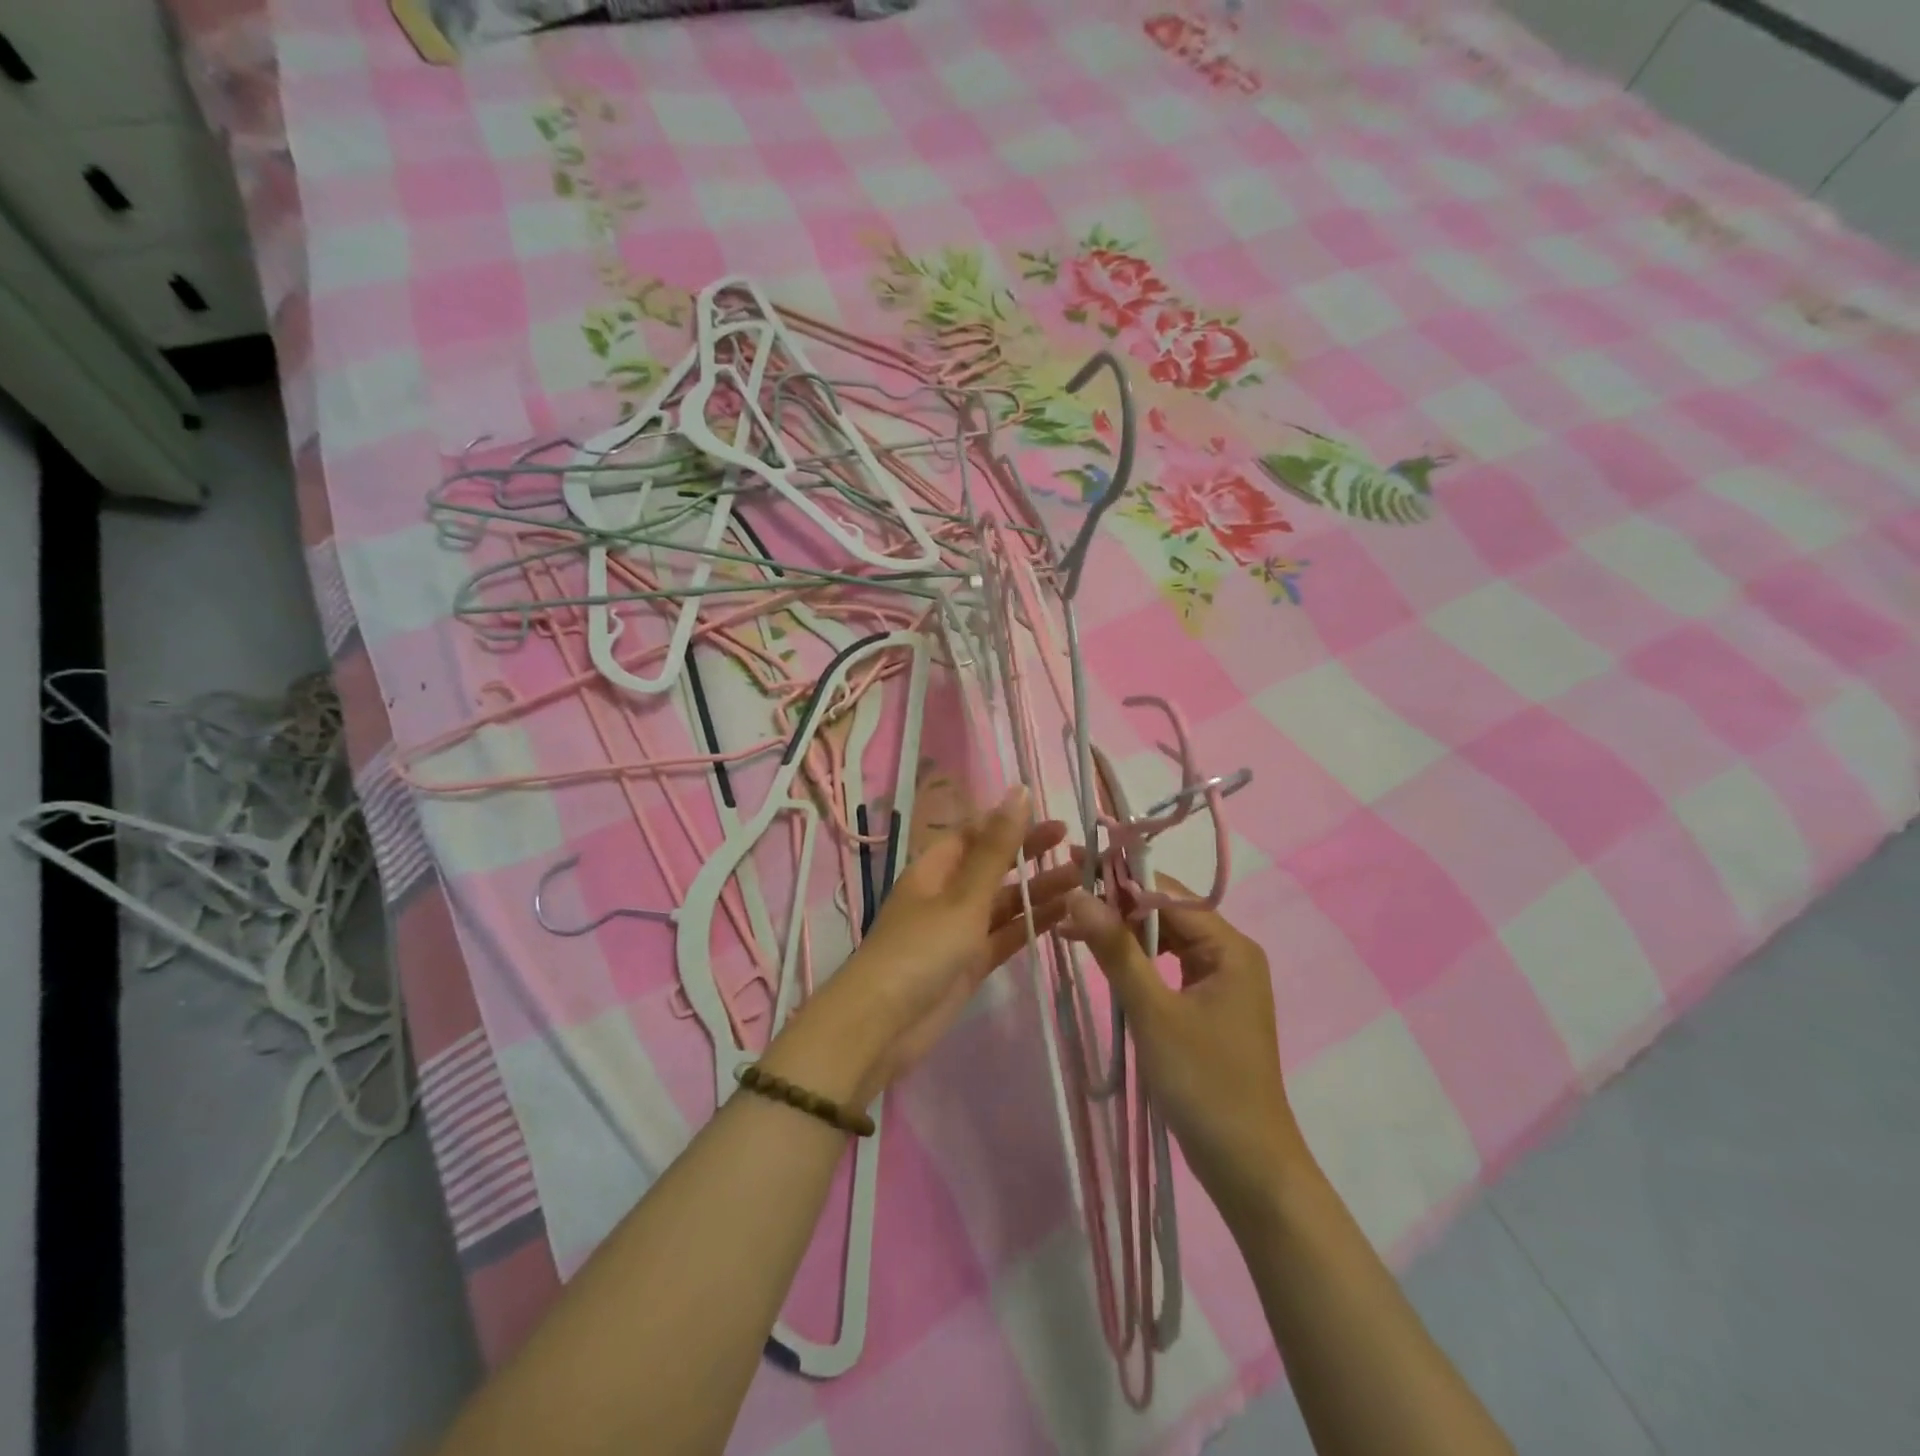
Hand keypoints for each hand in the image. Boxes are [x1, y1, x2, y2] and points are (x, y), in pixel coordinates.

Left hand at [780, 786, 1078, 1103]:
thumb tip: (1018, 791)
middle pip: (993, 866)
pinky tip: (1064, 915)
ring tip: (1082, 880)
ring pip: (1003, 903)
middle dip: (1029, 855)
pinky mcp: (970, 964)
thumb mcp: (962, 896)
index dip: (1010, 823)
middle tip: (1076, 844)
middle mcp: (947, 894)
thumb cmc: (920, 949)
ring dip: (1037, 891)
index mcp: (935, 869)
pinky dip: (1030, 925)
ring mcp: (958, 931)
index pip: (975, 834)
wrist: (883, 1025)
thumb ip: (996, 849)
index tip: (1050, 817)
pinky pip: (1005, 936)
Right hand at [1062, 879, 1305, 1225]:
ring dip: (1121, 935)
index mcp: (1229, 947)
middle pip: (1165, 914)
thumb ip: (1116, 950)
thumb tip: (1079, 893)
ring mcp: (1219, 982)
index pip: (1167, 893)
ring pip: (1163, 941)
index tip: (1071, 872)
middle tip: (1064, 903)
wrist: (1247, 1166)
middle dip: (1115, 908)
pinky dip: (1134, 963)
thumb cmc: (1204, 1083)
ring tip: (1071, 929)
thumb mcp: (1153, 1012)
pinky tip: (1101, 961)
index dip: (1119, 881)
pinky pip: (1166, 969)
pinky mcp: (1206, 1007)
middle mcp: (1229, 955)